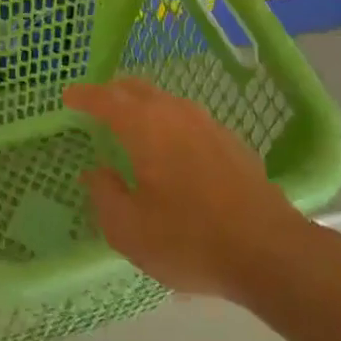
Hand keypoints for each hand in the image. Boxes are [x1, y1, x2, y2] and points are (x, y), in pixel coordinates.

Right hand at [68, 78, 318, 306]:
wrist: (272, 252)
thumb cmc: (190, 239)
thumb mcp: (130, 229)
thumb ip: (104, 195)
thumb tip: (96, 173)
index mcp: (144, 125)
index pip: (104, 98)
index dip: (83, 96)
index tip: (68, 96)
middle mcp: (174, 113)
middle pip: (136, 89)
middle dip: (112, 93)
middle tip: (96, 106)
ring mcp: (207, 124)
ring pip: (165, 101)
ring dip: (142, 106)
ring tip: (131, 125)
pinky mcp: (231, 142)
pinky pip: (187, 119)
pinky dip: (168, 123)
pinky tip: (171, 149)